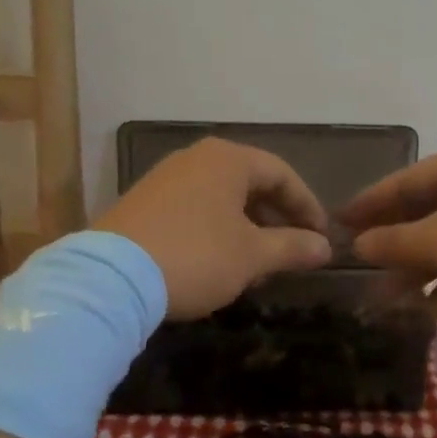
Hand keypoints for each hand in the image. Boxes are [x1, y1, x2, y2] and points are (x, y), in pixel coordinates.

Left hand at [96, 139, 332, 319]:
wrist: (111, 278)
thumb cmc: (196, 256)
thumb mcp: (252, 256)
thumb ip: (293, 247)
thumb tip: (325, 247)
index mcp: (228, 159)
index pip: (281, 175)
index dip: (307, 206)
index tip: (321, 238)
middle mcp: (196, 158)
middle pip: (250, 183)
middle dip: (276, 218)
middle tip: (291, 251)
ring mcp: (165, 179)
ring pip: (221, 198)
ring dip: (246, 228)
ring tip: (257, 263)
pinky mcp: (142, 203)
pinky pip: (194, 209)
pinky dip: (216, 231)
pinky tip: (217, 263)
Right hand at [339, 144, 436, 330]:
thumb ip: (392, 242)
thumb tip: (358, 244)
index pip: (402, 181)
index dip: (367, 203)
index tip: (336, 221)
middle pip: (423, 210)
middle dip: (392, 243)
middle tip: (359, 264)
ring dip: (417, 269)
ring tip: (387, 300)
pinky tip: (427, 311)